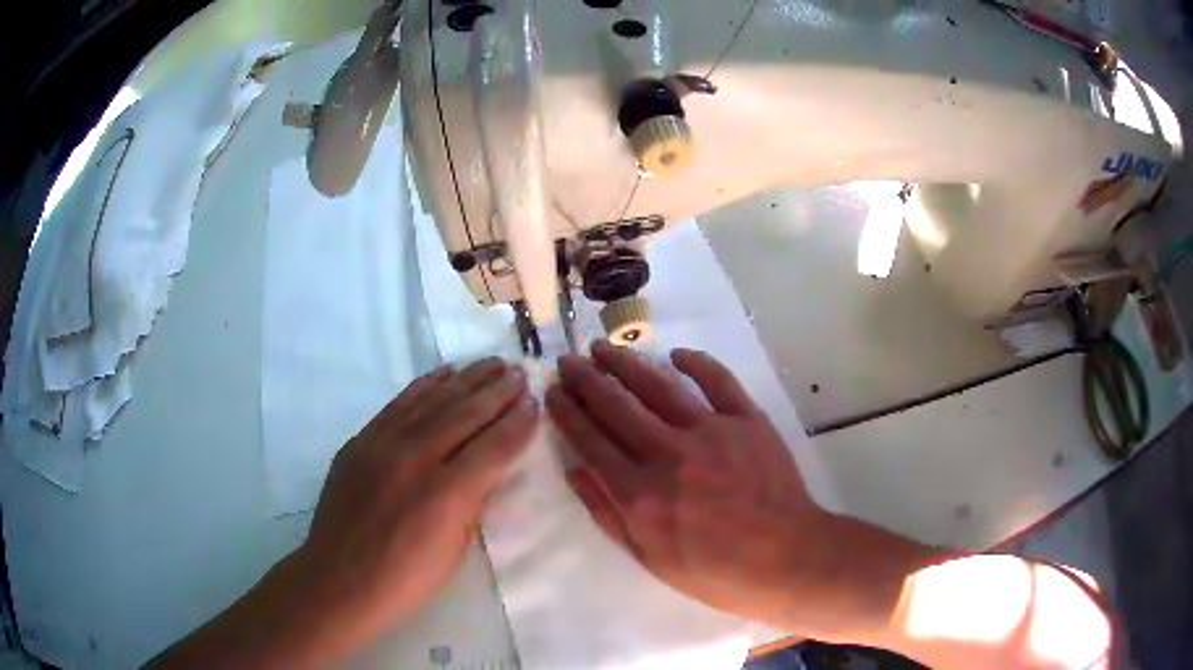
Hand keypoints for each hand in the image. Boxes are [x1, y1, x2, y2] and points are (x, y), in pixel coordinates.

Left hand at [297, 358, 538, 655]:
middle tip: (519, 372)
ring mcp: (382, 444)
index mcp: (446, 493)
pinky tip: (443, 374)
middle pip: (464, 414)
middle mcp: (415, 458)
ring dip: (466, 380)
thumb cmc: (405, 578)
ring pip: (432, 401)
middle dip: (497, 391)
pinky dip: (424, 386)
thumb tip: (486, 468)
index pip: (493, 447)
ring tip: (491, 364)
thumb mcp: (455, 549)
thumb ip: (472, 501)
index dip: (518, 424)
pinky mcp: (360, 441)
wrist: (340, 579)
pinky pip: (398, 405)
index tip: (535, 403)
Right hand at [547, 342, 902, 637]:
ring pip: (657, 386)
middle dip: (586, 379)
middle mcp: (668, 454)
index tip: (553, 391)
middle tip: (568, 359)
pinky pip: (717, 380)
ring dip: (626, 363)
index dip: (568, 412)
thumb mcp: (650, 558)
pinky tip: (675, 353)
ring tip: (603, 348)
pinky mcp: (746, 419)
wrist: (785, 558)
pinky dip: (695, 362)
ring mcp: (709, 431)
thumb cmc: (715, 571)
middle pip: (616, 406)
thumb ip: (609, 514)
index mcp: (640, 494)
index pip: (591, 441)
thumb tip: (576, 471)